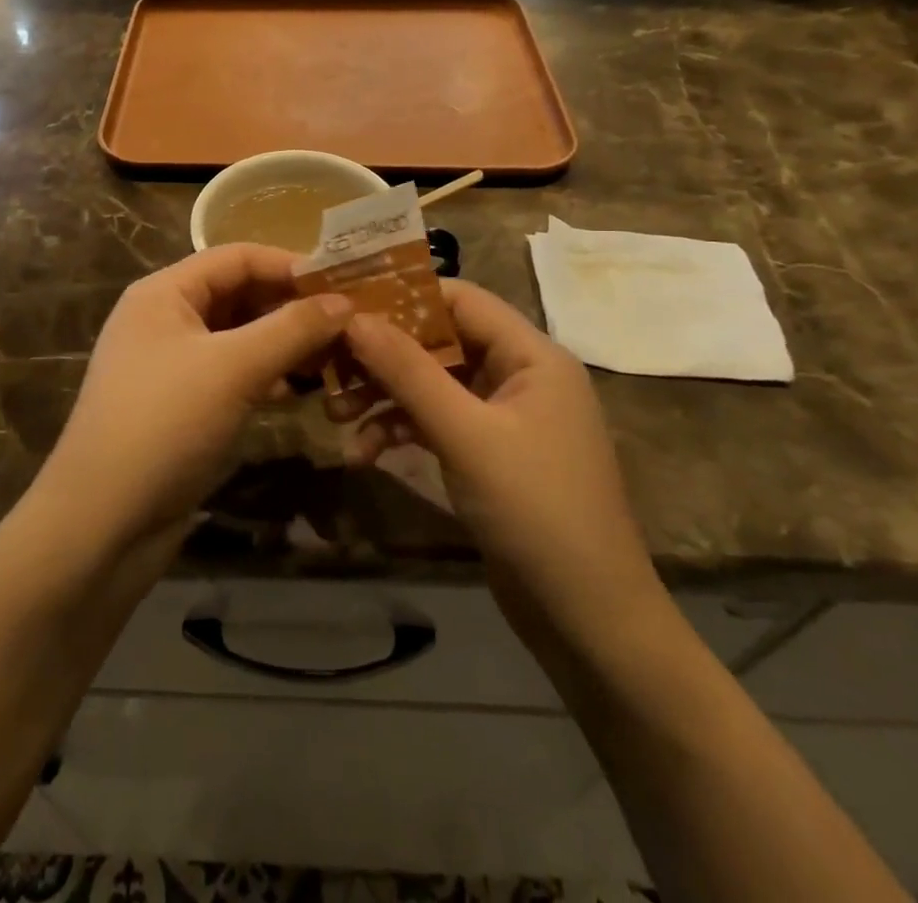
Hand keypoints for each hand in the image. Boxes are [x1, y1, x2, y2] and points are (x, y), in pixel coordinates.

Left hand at [35, 245, 351, 550]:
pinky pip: (230, 373)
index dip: (289, 264)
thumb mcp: (234, 368)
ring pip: (237, 336)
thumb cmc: (165, 424)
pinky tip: (297, 390)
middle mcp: (164, 319)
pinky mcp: (179, 404)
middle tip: (346, 323)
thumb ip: (292, 329)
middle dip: (290, 306)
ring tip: (333, 355)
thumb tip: (344, 301)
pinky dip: (264, 374)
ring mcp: (170, 364)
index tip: (342, 282)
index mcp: (164, 293)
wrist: (102, 522)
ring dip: (282, 342)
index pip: (237, 257)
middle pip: (238, 294)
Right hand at [343, 281, 662, 640]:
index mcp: (531, 355)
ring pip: (432, 384)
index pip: (460, 299)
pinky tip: (363, 454)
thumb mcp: (465, 435)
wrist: (588, 622)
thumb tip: (354, 318)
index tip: (345, 303)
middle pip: (439, 341)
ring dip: (384, 396)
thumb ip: (408, 371)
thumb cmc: (535, 511)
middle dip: (383, 355)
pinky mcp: (489, 454)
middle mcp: (519, 375)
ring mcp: (504, 417)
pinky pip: (436, 423)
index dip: (402, 295)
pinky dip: (400, 431)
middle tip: (328, 365)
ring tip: (336, 415)